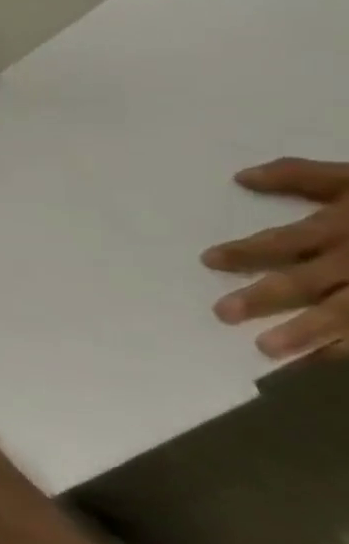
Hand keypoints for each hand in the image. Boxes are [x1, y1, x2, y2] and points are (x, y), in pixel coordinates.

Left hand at [201, 158, 348, 360]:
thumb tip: (240, 177)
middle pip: (309, 282)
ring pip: (346, 313)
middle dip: (266, 298)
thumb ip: (300, 176)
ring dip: (309, 334)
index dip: (246, 252)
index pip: (284, 242)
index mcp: (343, 228)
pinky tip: (329, 367)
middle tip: (223, 313)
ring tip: (267, 350)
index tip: (208, 261)